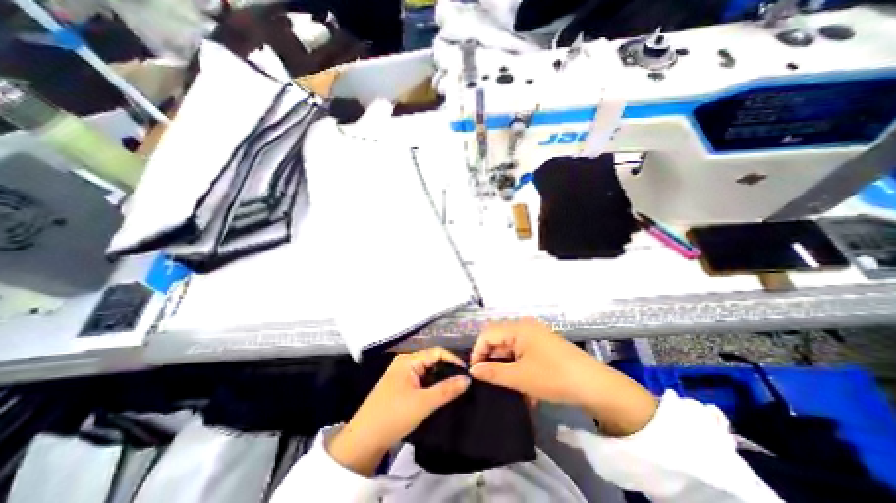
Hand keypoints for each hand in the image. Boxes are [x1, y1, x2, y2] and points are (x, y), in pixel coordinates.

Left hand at [328, 347, 468, 477]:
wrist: (363, 441)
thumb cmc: (393, 416)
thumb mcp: (423, 403)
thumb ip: (446, 389)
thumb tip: (467, 379)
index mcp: (408, 360)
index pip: (436, 352)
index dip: (453, 360)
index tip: (468, 372)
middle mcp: (405, 362)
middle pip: (432, 360)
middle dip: (448, 369)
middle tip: (464, 381)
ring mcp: (402, 374)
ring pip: (427, 371)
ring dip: (440, 378)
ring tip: (456, 387)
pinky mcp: (400, 386)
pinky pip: (421, 380)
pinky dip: (432, 385)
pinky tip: (441, 393)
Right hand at [469, 322, 655, 435]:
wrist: (595, 386)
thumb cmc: (553, 377)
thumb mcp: (519, 377)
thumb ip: (492, 373)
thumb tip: (473, 371)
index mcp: (518, 327)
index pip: (488, 334)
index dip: (477, 352)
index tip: (475, 373)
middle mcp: (525, 326)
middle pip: (499, 339)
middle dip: (492, 360)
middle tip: (488, 381)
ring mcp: (536, 335)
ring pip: (511, 349)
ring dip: (506, 367)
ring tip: (505, 387)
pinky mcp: (543, 345)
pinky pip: (523, 353)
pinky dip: (518, 368)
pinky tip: (523, 388)